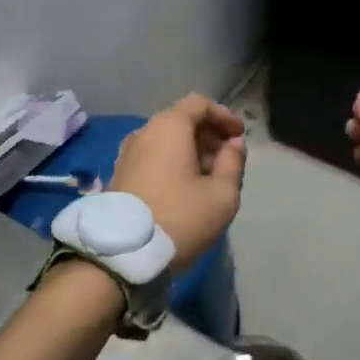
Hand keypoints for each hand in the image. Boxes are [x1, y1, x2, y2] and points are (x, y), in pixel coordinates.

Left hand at [110, 95, 248, 269]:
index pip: (199, 104)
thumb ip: (233, 162)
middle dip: (208, 135)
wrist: (124, 254)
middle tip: (228, 159)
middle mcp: (144, 132)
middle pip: (181, 121)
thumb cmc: (180, 217)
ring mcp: (127, 153)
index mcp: (169, 127)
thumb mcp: (222, 194)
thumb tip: (233, 144)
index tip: (239, 136)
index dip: (224, 116)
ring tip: (209, 177)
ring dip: (190, 151)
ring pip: (166, 141)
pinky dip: (172, 162)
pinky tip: (185, 188)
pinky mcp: (119, 174)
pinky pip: (152, 156)